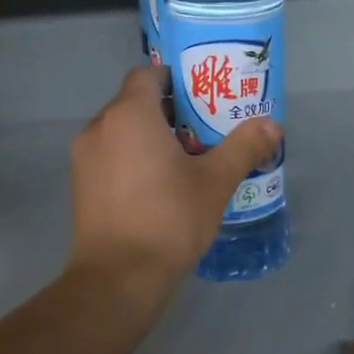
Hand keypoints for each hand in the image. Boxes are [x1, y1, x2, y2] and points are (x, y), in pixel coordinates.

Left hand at [67, 66, 281, 289]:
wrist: (118, 278)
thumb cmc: (168, 219)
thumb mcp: (215, 182)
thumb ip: (243, 147)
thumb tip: (273, 125)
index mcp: (129, 115)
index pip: (148, 75)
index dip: (176, 79)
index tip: (204, 96)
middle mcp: (99, 127)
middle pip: (135, 104)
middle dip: (169, 112)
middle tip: (205, 130)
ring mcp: (83, 158)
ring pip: (121, 133)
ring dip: (150, 138)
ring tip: (185, 161)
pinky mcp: (80, 186)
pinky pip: (109, 157)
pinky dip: (132, 160)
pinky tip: (158, 187)